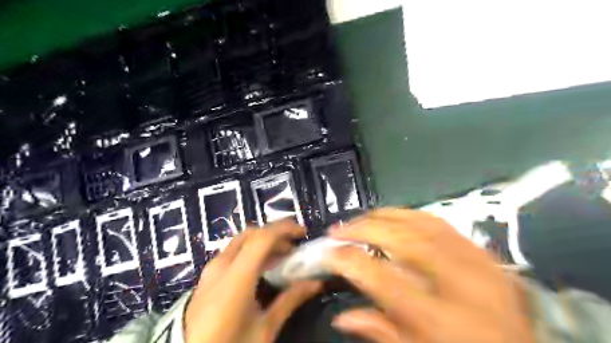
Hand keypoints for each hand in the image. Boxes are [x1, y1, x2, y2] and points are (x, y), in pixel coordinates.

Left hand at [184, 220, 320, 342]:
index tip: (303, 233)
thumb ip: (290, 300)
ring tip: (282, 256)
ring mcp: (211, 269)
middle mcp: (221, 265)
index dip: (284, 229)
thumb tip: (316, 282)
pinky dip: (251, 251)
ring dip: (263, 242)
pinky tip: (262, 267)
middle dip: (275, 234)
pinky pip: (233, 252)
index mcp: (236, 277)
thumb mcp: (265, 329)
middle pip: (251, 234)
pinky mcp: (207, 276)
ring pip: (241, 241)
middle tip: (294, 246)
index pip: (262, 238)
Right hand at [324, 209, 535, 342]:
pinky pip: (438, 221)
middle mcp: (461, 284)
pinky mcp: (482, 250)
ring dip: (381, 217)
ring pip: (420, 223)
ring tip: (357, 220)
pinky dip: (407, 214)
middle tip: (337, 230)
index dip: (350, 261)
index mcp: (443, 322)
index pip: (384, 279)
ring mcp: (476, 260)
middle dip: (363, 229)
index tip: (329, 253)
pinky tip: (390, 216)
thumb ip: (381, 332)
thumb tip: (342, 316)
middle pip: (402, 241)